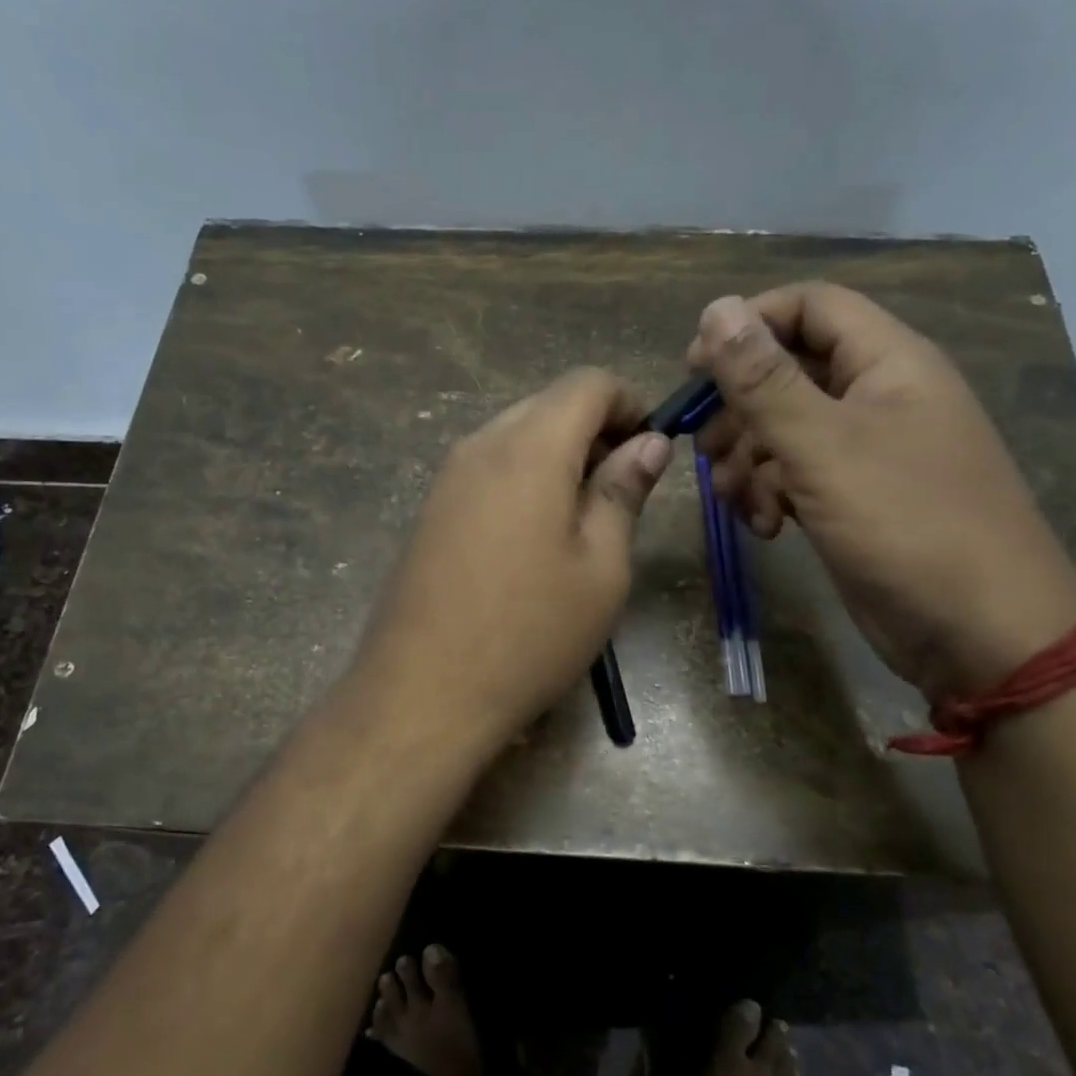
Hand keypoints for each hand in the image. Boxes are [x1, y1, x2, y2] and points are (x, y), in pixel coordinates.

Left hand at [351, 368, 671, 755]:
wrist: (422, 691)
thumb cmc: (530, 632)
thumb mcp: (600, 567)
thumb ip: (623, 492)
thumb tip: (649, 443)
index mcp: (530, 448)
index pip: (588, 383)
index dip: (630, 403)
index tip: (652, 450)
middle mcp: (481, 445)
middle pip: (548, 405)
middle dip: (595, 431)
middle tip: (623, 491)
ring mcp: (447, 477)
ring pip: (516, 436)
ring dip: (559, 458)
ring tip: (583, 521)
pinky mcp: (430, 510)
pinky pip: (488, 469)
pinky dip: (524, 480)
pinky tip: (535, 539)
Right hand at [688, 282, 1075, 698]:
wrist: (978, 633)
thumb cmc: (906, 524)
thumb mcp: (823, 446)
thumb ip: (764, 380)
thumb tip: (716, 308)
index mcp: (888, 362)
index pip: (809, 307)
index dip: (749, 325)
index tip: (695, 367)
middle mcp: (878, 396)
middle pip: (788, 372)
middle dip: (740, 409)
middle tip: (705, 447)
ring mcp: (867, 452)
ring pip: (784, 430)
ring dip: (749, 461)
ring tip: (737, 500)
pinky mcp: (854, 499)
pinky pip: (797, 475)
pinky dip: (771, 495)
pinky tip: (766, 527)